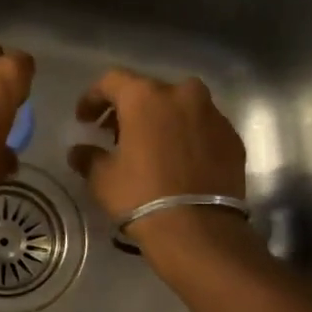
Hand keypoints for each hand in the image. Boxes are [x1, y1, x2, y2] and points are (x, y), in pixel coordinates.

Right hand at [67, 69, 249, 252]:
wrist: (198, 229)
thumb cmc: (141, 197)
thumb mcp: (103, 179)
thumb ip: (88, 157)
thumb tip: (78, 152)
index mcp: (146, 98)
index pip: (112, 81)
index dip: (93, 97)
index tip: (84, 119)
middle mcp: (183, 95)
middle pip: (150, 91)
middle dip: (130, 109)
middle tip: (116, 134)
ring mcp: (213, 115)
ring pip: (181, 107)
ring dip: (163, 120)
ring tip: (150, 146)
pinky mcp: (232, 138)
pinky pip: (203, 128)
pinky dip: (187, 137)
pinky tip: (178, 161)